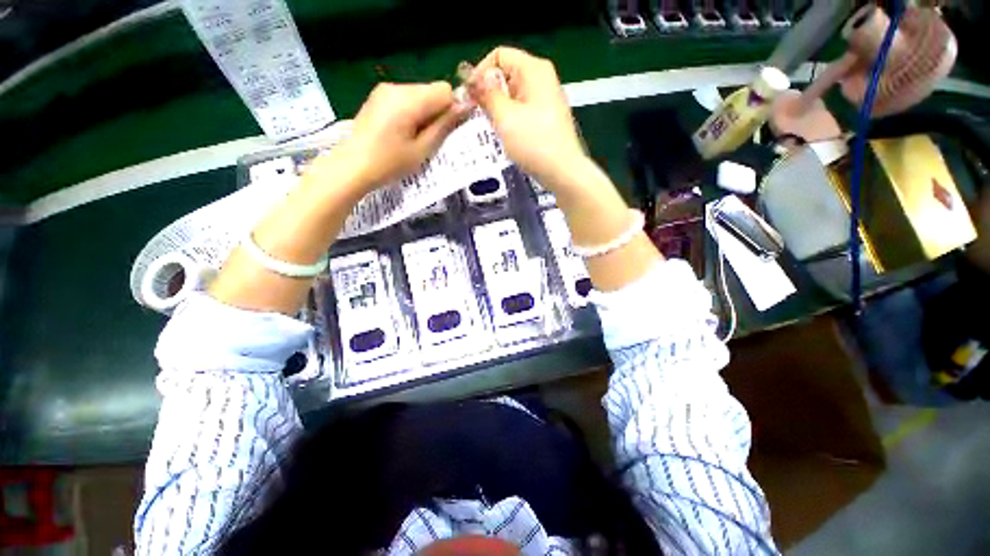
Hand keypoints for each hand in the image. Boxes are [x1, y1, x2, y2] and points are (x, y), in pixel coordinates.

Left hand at [327, 82, 467, 191]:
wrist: (352, 166)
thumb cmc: (390, 163)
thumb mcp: (422, 149)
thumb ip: (443, 126)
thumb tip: (465, 107)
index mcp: (408, 99)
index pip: (444, 90)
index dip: (450, 109)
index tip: (445, 131)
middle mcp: (396, 87)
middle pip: (431, 90)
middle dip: (437, 112)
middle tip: (427, 139)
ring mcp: (384, 90)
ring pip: (420, 95)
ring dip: (424, 113)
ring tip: (413, 138)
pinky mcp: (378, 97)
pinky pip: (406, 98)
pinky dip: (411, 112)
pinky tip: (402, 132)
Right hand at [467, 47, 585, 184]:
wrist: (562, 171)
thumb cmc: (534, 142)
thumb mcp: (505, 117)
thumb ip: (487, 95)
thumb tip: (472, 79)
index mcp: (534, 69)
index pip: (499, 56)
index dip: (480, 72)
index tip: (469, 97)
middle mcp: (542, 79)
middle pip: (506, 74)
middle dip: (489, 92)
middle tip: (477, 115)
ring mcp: (546, 100)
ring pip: (513, 95)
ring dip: (498, 108)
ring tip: (491, 127)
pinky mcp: (546, 118)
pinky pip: (522, 110)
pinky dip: (510, 118)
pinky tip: (505, 135)